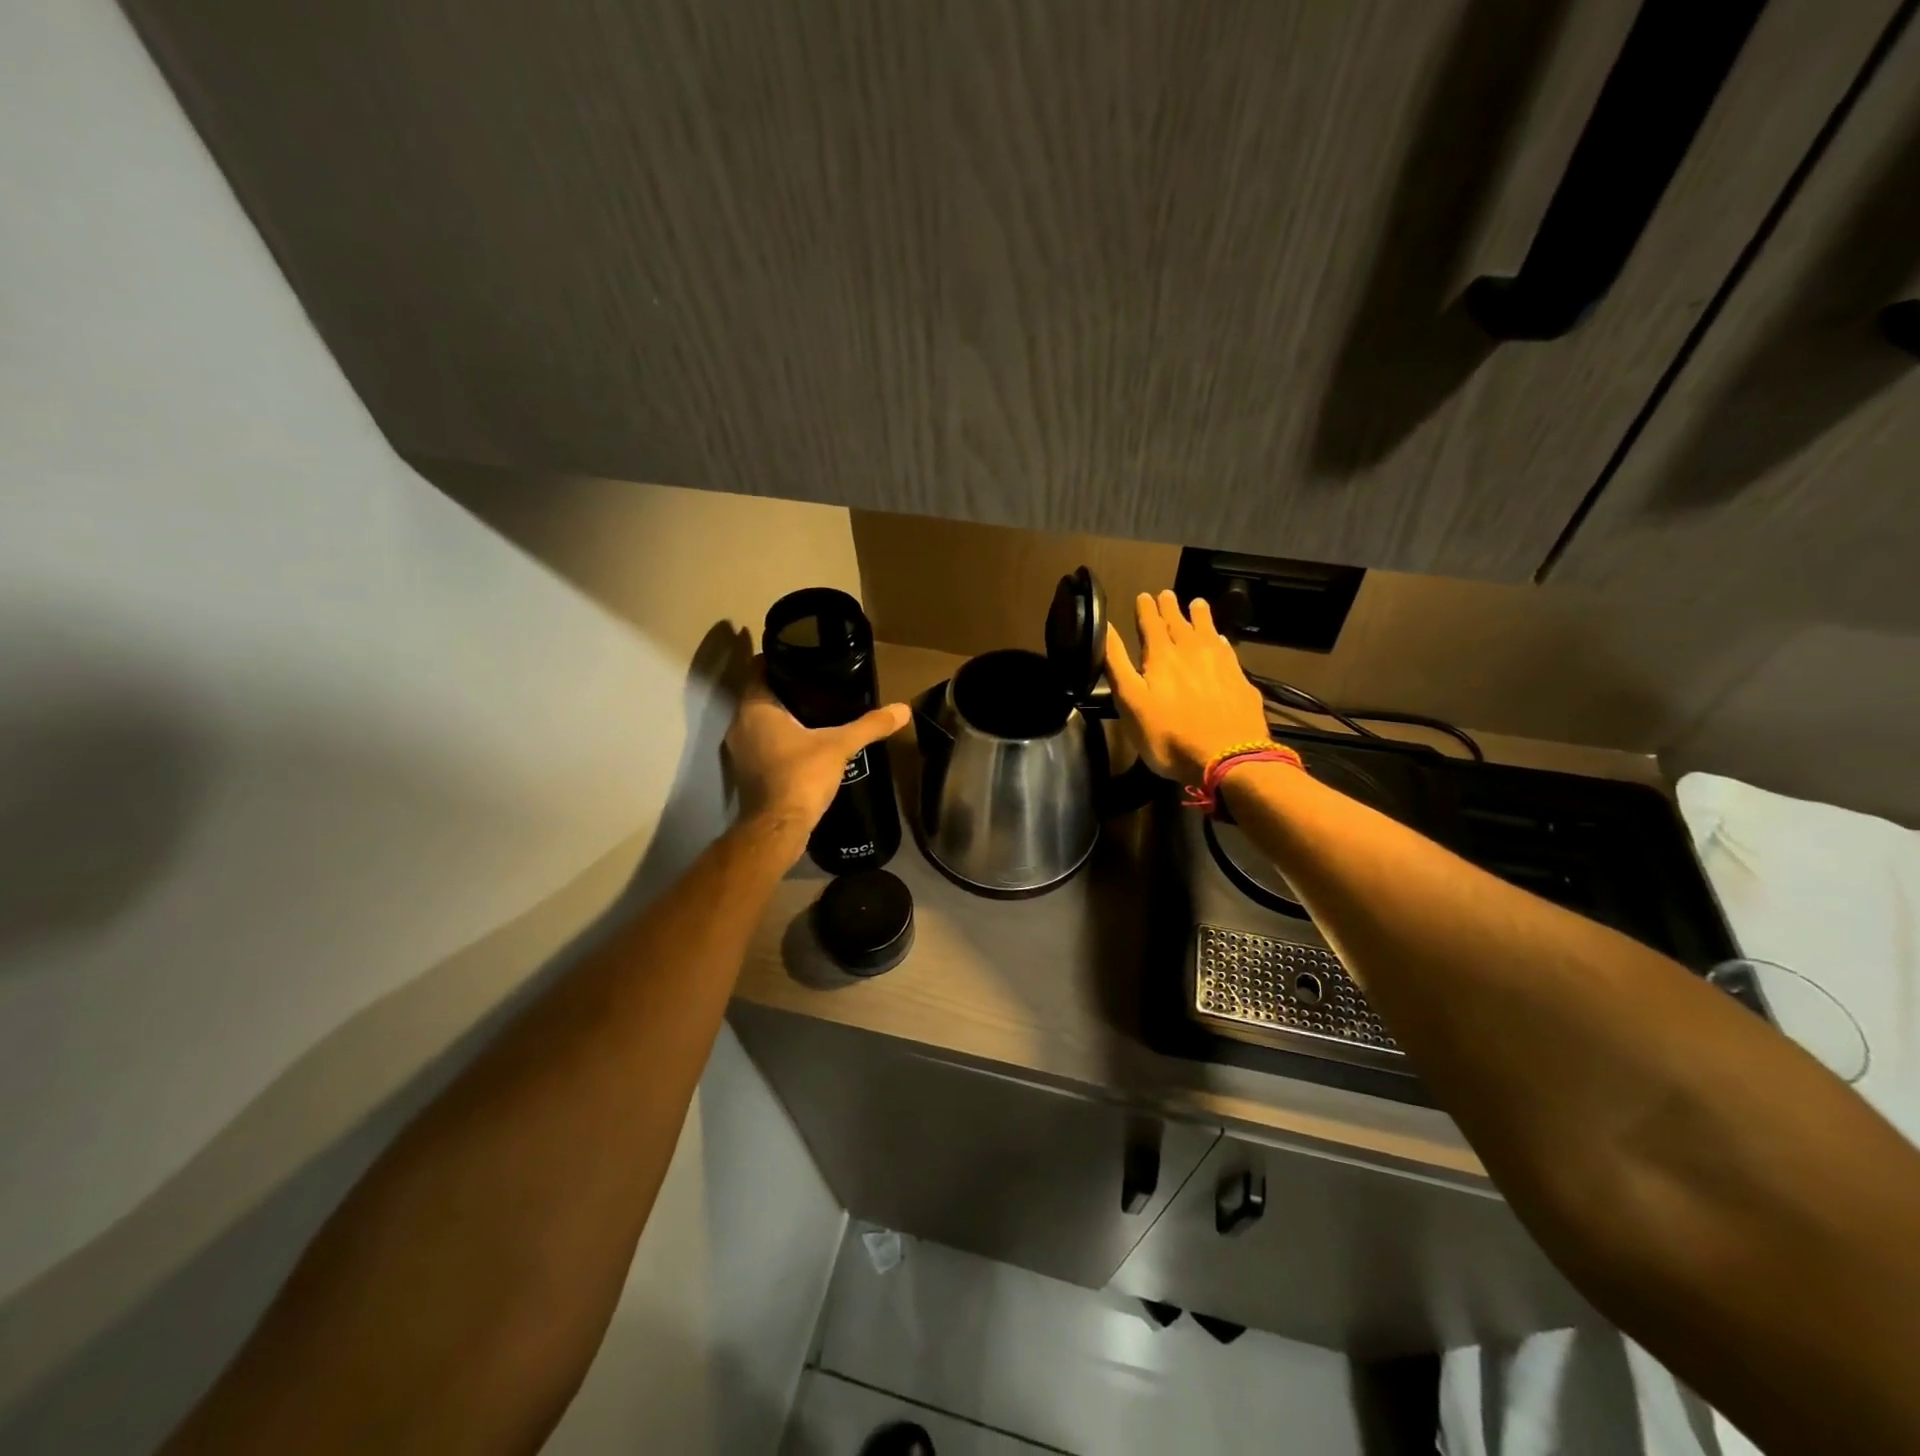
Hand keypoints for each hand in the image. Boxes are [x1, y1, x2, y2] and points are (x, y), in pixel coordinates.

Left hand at [724, 659, 910, 848]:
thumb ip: (870, 725)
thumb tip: (903, 709)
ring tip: (816, 712)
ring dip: (782, 717)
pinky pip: (763, 744)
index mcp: (755, 708)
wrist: (778, 828)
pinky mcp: (747, 773)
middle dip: (786, 689)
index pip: (759, 668)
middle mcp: (740, 725)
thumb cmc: (802, 776)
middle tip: (818, 683)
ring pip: (761, 722)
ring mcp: (740, 751)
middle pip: (761, 695)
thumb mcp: (840, 746)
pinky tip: (805, 744)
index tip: (804, 656)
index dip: (779, 659)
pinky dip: (780, 740)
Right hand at [1105, 591, 1270, 786]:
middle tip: (1167, 594)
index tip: (1143, 596)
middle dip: (1171, 608)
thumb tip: (1106, 628)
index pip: (1151, 623)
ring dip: (1200, 617)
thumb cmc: (1168, 735)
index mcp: (1162, 656)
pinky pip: (1227, 650)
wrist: (1227, 758)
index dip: (1145, 609)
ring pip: (1208, 631)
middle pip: (1180, 623)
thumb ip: (1117, 664)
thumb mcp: (1130, 702)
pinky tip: (1220, 640)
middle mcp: (1192, 651)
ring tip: (1197, 603)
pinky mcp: (1240, 680)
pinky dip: (1220, 640)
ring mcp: (1220, 664)